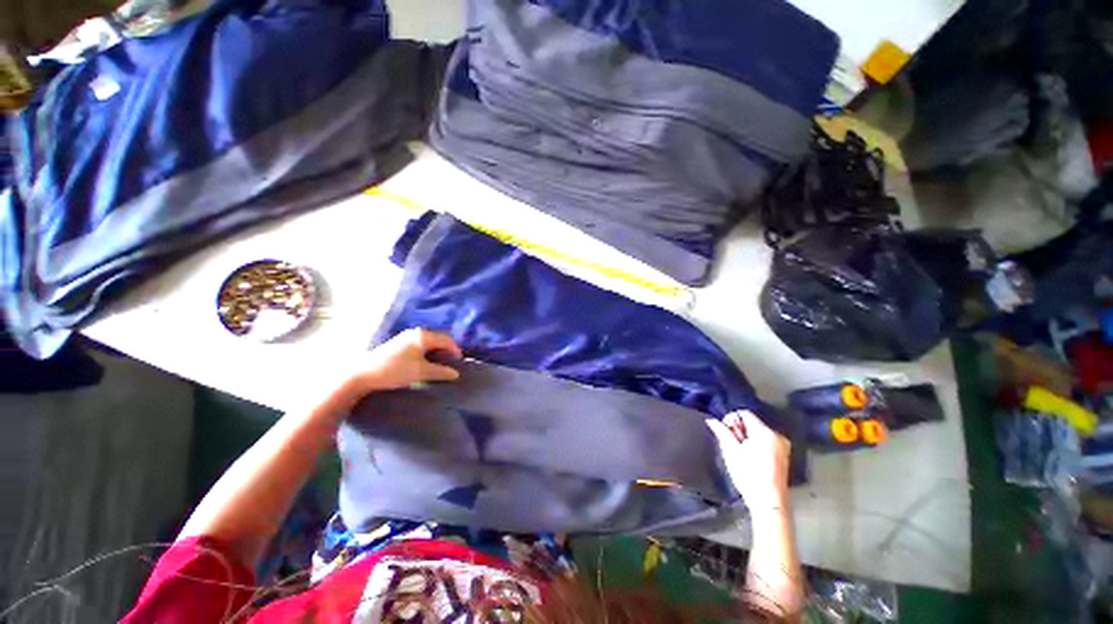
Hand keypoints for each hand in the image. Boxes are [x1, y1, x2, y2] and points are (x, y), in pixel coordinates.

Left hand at [345, 328, 462, 395]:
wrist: (363, 374)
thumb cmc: (395, 371)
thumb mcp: (421, 372)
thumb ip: (441, 372)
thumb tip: (456, 373)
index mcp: (423, 336)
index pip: (447, 339)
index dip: (455, 350)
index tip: (459, 363)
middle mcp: (416, 333)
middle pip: (439, 338)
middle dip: (447, 349)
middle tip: (451, 363)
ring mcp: (406, 337)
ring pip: (429, 341)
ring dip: (437, 351)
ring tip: (440, 364)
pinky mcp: (399, 343)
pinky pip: (421, 344)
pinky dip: (428, 351)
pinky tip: (425, 362)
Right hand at [707, 411, 790, 514]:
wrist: (769, 502)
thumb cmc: (748, 474)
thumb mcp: (730, 451)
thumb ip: (721, 432)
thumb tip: (711, 420)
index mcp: (765, 432)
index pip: (744, 413)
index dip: (731, 419)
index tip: (725, 432)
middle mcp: (777, 435)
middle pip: (752, 422)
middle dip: (739, 430)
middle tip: (731, 444)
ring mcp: (782, 446)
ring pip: (758, 432)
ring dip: (747, 437)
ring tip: (740, 452)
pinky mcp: (783, 455)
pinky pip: (765, 441)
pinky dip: (756, 444)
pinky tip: (750, 458)